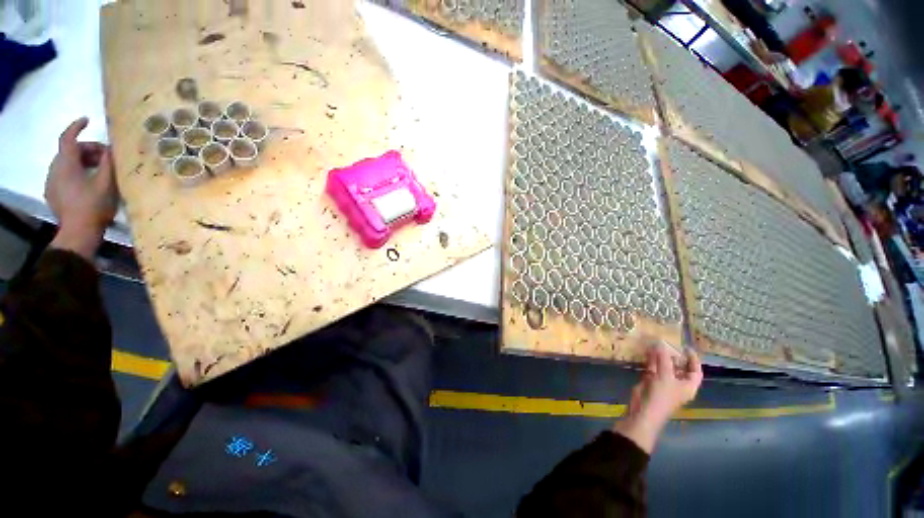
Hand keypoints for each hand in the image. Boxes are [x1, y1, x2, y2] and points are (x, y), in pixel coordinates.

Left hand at [45, 118, 118, 259]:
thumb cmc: (93, 205)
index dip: (76, 127)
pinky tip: (87, 183)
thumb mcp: (106, 183)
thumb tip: (110, 149)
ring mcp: (51, 183)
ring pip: (65, 164)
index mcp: (66, 164)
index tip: (87, 120)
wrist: (78, 232)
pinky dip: (75, 173)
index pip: (68, 138)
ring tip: (98, 172)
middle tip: (105, 158)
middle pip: (69, 152)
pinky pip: (62, 176)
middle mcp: (55, 169)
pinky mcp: (52, 194)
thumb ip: (107, 163)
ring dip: (81, 162)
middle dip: (87, 150)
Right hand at [614, 344, 702, 453]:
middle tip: (669, 342)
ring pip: (664, 366)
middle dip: (675, 355)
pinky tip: (647, 350)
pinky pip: (653, 367)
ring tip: (657, 343)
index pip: (696, 371)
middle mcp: (677, 383)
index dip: (693, 360)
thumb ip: (663, 358)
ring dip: (661, 356)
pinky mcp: (651, 380)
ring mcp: (663, 382)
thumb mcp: (666, 376)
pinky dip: (650, 359)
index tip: (687, 347)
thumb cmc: (662, 395)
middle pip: (679, 367)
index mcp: (688, 386)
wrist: (644, 410)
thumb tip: (660, 342)